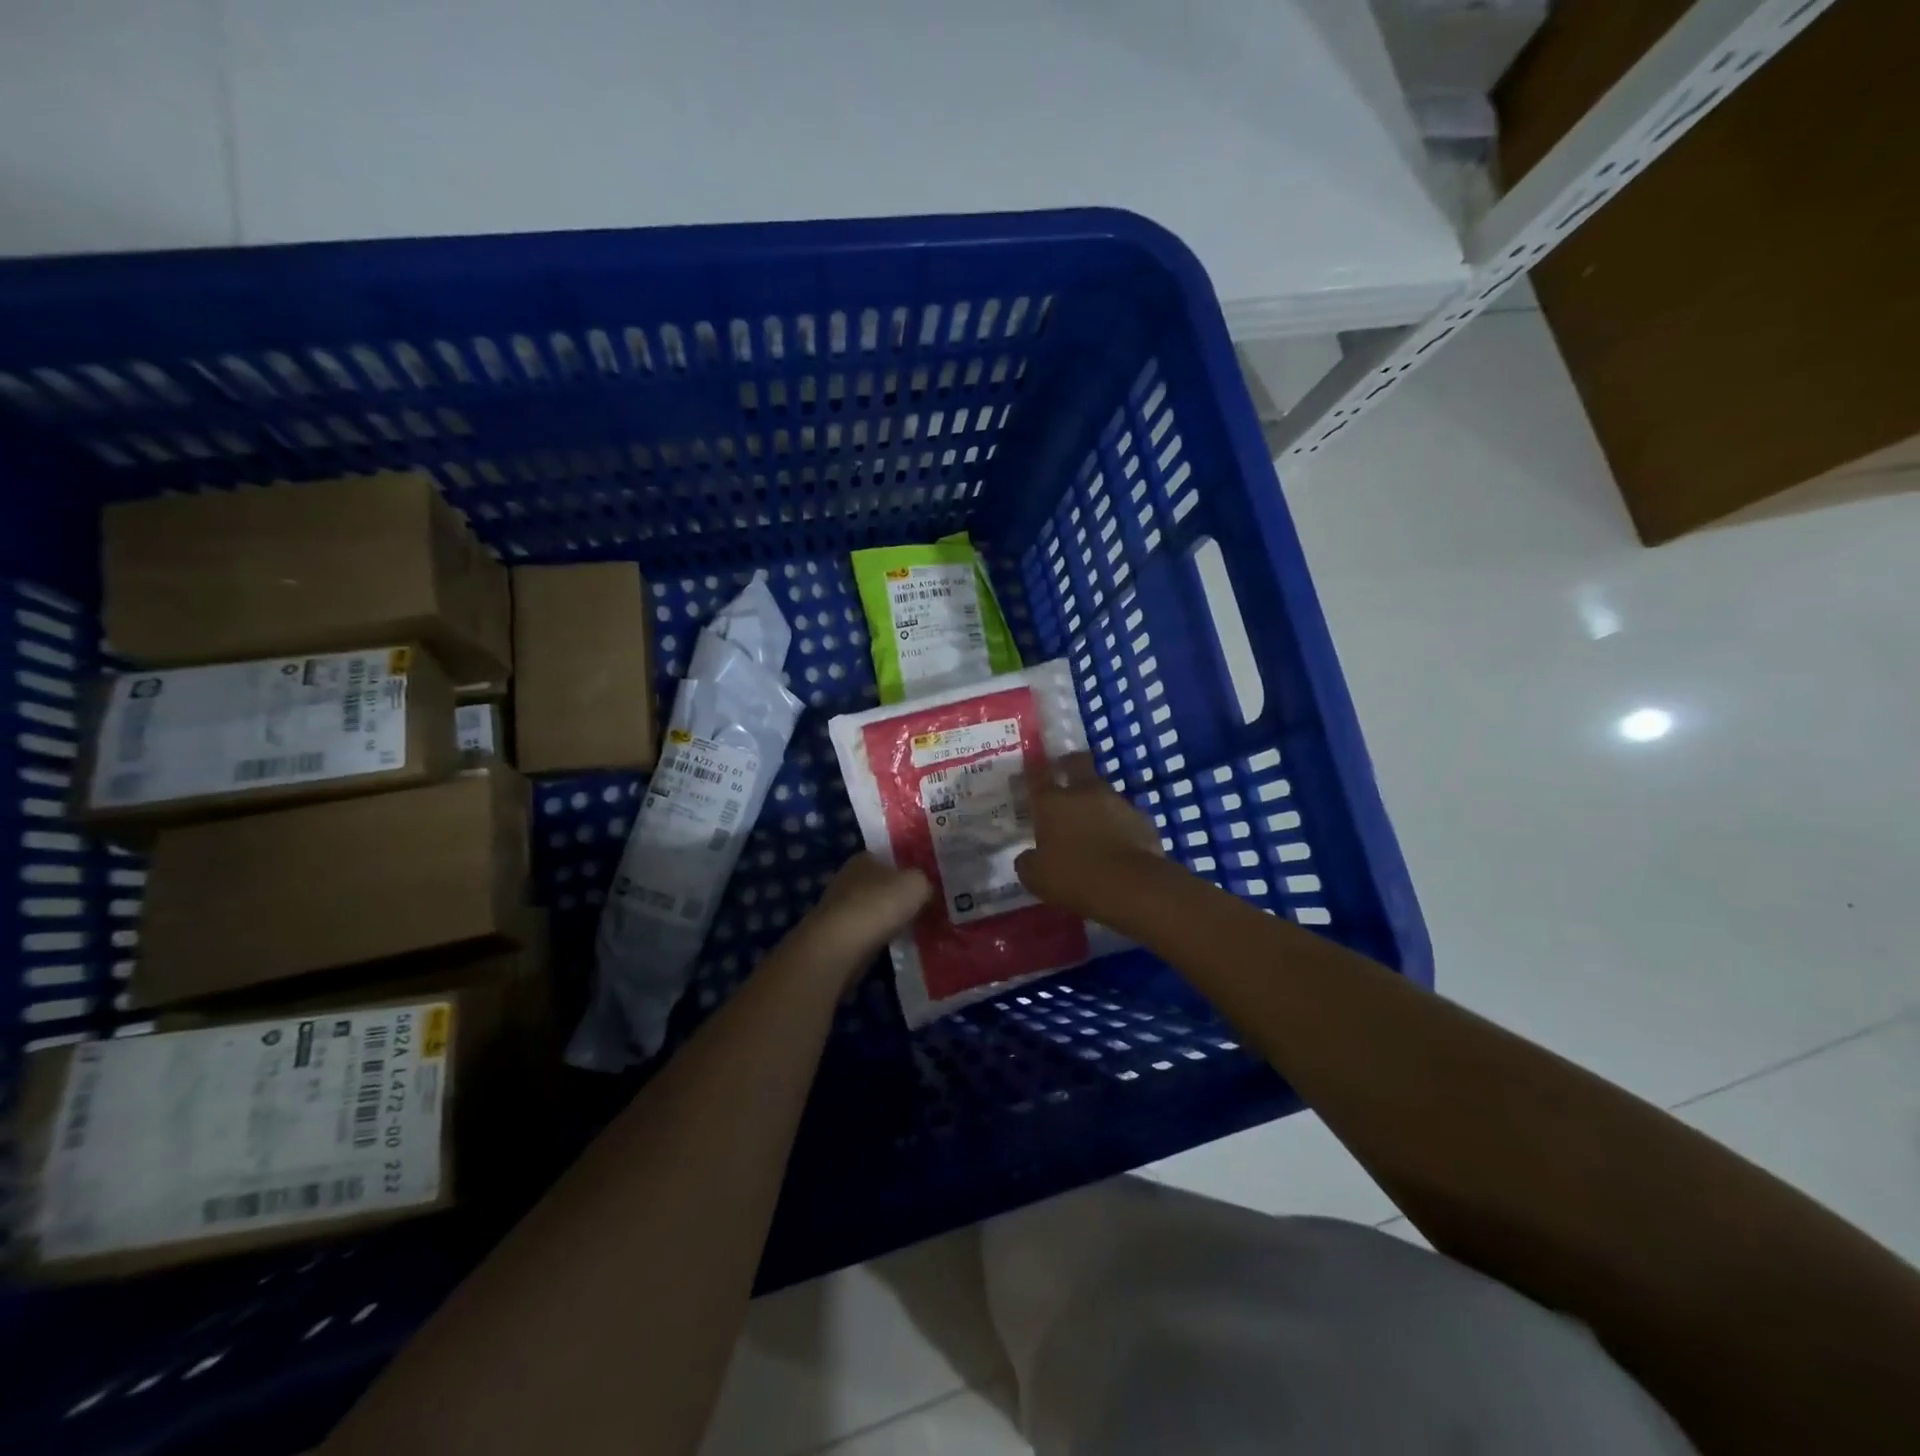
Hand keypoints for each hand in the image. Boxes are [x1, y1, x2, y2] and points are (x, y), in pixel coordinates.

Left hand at [796, 853, 930, 978]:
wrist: (841, 945)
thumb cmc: (880, 904)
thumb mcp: (916, 884)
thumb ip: (924, 881)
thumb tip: (924, 888)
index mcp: (864, 858)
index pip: (887, 858)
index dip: (905, 870)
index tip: (922, 886)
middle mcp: (847, 878)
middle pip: (878, 884)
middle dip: (896, 896)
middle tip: (921, 908)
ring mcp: (838, 907)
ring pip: (871, 910)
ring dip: (886, 919)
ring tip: (911, 930)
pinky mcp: (835, 935)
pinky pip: (864, 932)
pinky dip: (876, 938)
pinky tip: (891, 946)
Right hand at [1016, 752, 1165, 918]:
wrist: (1131, 886)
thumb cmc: (1074, 877)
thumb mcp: (1036, 877)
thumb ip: (1028, 861)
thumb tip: (1028, 857)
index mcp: (1052, 802)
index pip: (1037, 774)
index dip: (1033, 768)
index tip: (1032, 764)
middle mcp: (1084, 792)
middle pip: (1077, 762)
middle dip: (1069, 764)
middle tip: (1063, 772)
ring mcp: (1117, 802)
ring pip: (1102, 791)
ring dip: (1095, 801)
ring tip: (1091, 822)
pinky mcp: (1142, 819)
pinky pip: (1124, 816)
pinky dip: (1118, 824)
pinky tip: (1116, 843)